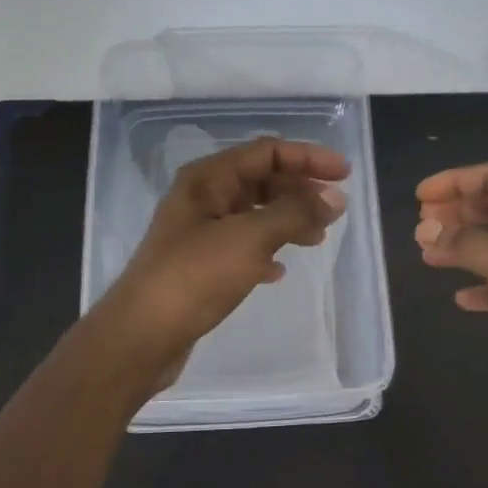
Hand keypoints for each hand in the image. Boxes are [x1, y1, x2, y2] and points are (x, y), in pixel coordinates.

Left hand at [99, 137, 348, 393]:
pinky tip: (278, 271)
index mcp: (208, 179)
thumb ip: (295, 213)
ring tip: (316, 240)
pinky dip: (265, 252)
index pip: (266, 152)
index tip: (344, 175)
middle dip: (299, 191)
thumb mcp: (250, 238)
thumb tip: (335, 198)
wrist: (143, 335)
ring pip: (253, 215)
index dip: (308, 158)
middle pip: (260, 180)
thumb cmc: (195, 276)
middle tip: (334, 210)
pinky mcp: (199, 266)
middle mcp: (202, 199)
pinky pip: (242, 247)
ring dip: (287, 221)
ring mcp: (199, 233)